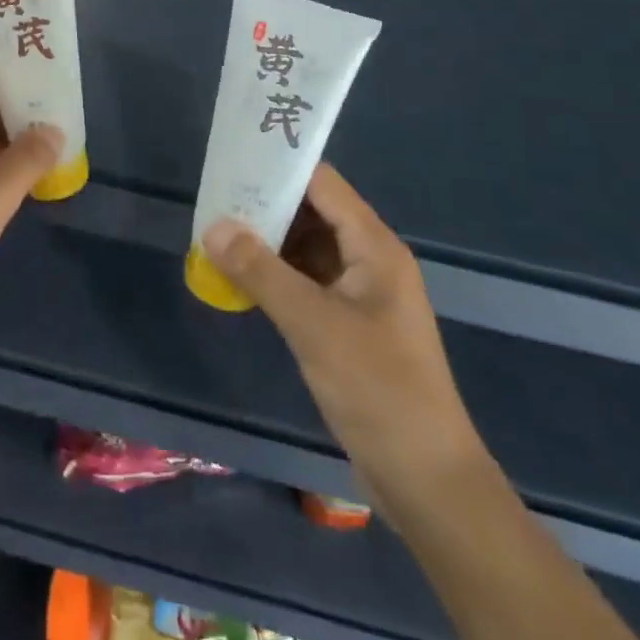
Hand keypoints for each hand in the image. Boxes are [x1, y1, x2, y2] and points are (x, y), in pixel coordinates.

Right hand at [203, 163, 487, 513]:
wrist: (426, 480)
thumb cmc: (378, 389)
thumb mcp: (313, 325)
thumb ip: (260, 271)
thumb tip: (213, 226)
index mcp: (374, 246)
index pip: (323, 184)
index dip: (280, 168)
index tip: (234, 160)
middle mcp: (368, 259)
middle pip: (312, 212)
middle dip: (265, 204)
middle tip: (214, 196)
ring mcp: (359, 293)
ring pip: (306, 247)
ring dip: (266, 241)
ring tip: (216, 230)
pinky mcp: (348, 323)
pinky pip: (306, 281)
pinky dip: (274, 274)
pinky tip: (239, 276)